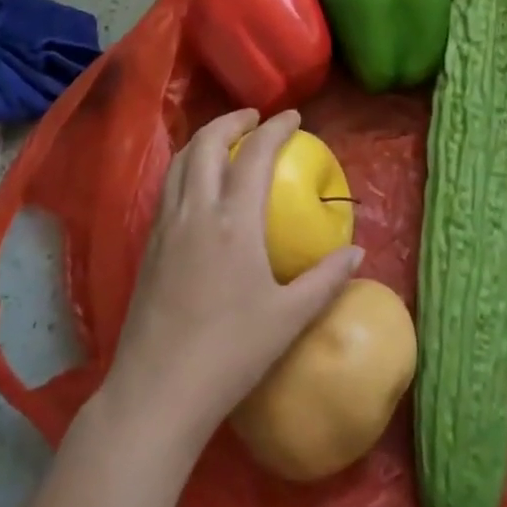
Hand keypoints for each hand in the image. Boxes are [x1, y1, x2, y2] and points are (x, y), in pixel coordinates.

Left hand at [101, 109, 363, 449]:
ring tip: (225, 140)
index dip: (275, 128)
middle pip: (208, 142)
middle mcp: (197, 210)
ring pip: (181, 160)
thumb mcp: (289, 319)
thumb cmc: (231, 354)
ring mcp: (167, 224)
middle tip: (254, 118)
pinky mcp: (149, 243)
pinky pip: (168, 185)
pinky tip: (197, 184)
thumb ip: (326, 279)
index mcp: (234, 221)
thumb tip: (357, 252)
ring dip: (204, 138)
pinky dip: (186, 165)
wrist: (158, 390)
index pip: (256, 154)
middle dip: (232, 120)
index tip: (293, 116)